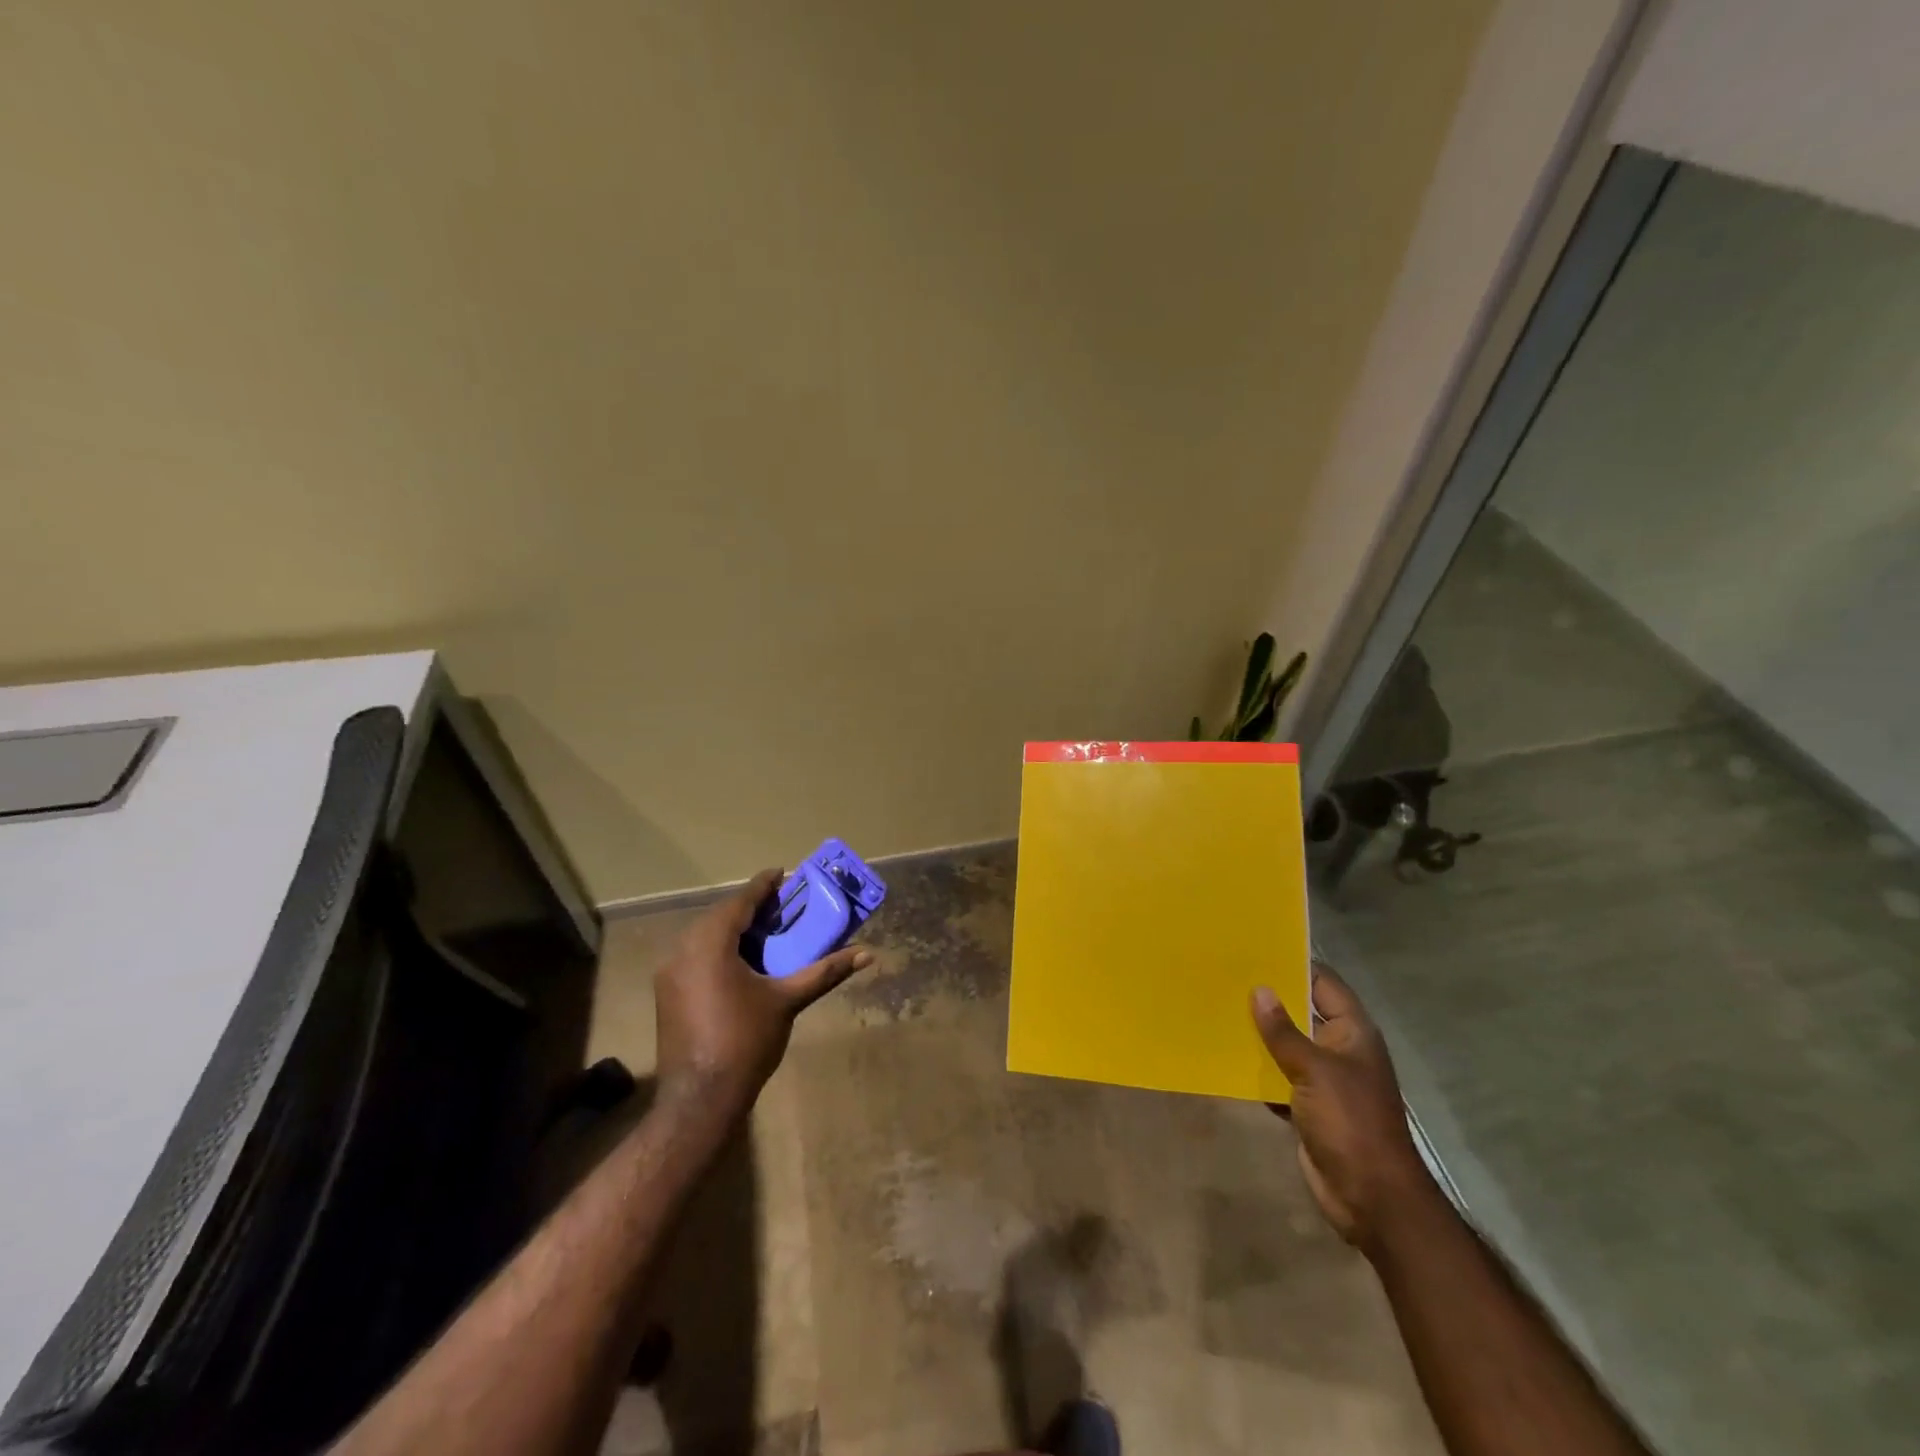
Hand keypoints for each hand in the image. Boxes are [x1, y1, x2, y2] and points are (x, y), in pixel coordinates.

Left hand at [654, 869, 872, 1117]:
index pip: (739, 902)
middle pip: (721, 916)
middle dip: (750, 907)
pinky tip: (742, 959)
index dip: (763, 886)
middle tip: (781, 903)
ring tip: (766, 928)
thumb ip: (824, 971)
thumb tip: (866, 955)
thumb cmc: (746, 1041)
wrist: (700, 1097)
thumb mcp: (787, 1001)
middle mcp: (683, 949)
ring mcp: (670, 972)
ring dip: (734, 928)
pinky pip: (695, 954)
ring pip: (705, 935)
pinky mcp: (668, 992)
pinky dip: (719, 947)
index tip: (783, 873)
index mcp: (710, 943)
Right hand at [1250, 966, 1431, 1254]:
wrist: (1371, 1197)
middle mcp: (1340, 1049)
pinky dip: (1258, 1069)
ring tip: (1219, 1008)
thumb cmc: (1350, 1122)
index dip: (1294, 964)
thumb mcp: (1314, 1070)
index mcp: (1352, 1032)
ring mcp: (1325, 1079)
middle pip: (1302, 1012)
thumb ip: (1283, 1032)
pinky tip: (1226, 1055)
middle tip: (1226, 975)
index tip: (1255, 948)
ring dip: (1260, 1034)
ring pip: (1287, 1045)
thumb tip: (1259, 991)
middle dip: (1269, 999)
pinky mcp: (1308, 1106)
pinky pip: (1278, 1076)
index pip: (1323, 983)